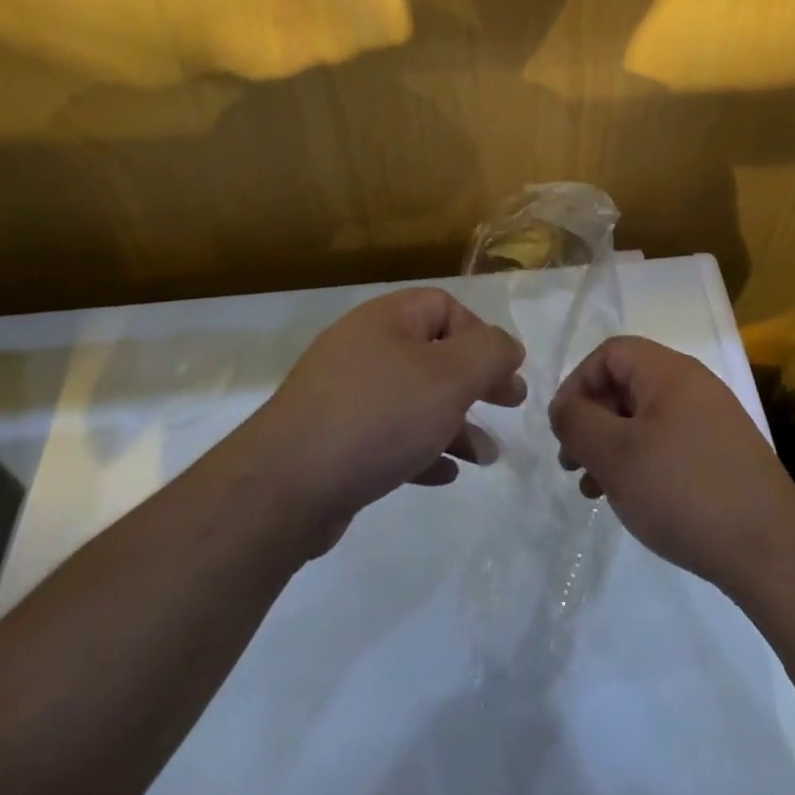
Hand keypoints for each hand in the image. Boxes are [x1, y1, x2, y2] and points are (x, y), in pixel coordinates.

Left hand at [245, 288, 524, 551]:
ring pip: (414, 400)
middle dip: (475, 382)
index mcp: (386, 321)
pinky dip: (421, 450)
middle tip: (509, 405)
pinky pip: (389, 436)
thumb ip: (490, 354)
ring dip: (455, 424)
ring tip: (487, 456)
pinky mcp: (333, 442)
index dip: (481, 335)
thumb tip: (509, 346)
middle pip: (433, 354)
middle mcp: (363, 349)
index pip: (444, 307)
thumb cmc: (378, 416)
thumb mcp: (450, 376)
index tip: (505, 372)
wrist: (285, 487)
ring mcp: (344, 397)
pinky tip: (444, 474)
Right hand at [549, 336, 794, 591]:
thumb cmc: (683, 490)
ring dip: (612, 446)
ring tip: (594, 490)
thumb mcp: (616, 455)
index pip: (610, 353)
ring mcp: (712, 420)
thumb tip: (563, 406)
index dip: (577, 383)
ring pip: (645, 419)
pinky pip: (668, 443)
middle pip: (627, 384)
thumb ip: (578, 422)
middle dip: (592, 420)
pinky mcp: (722, 455)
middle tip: (572, 463)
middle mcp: (693, 386)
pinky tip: (632, 498)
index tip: (562, 427)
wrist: (770, 549)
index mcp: (669, 372)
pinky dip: (641, 462)